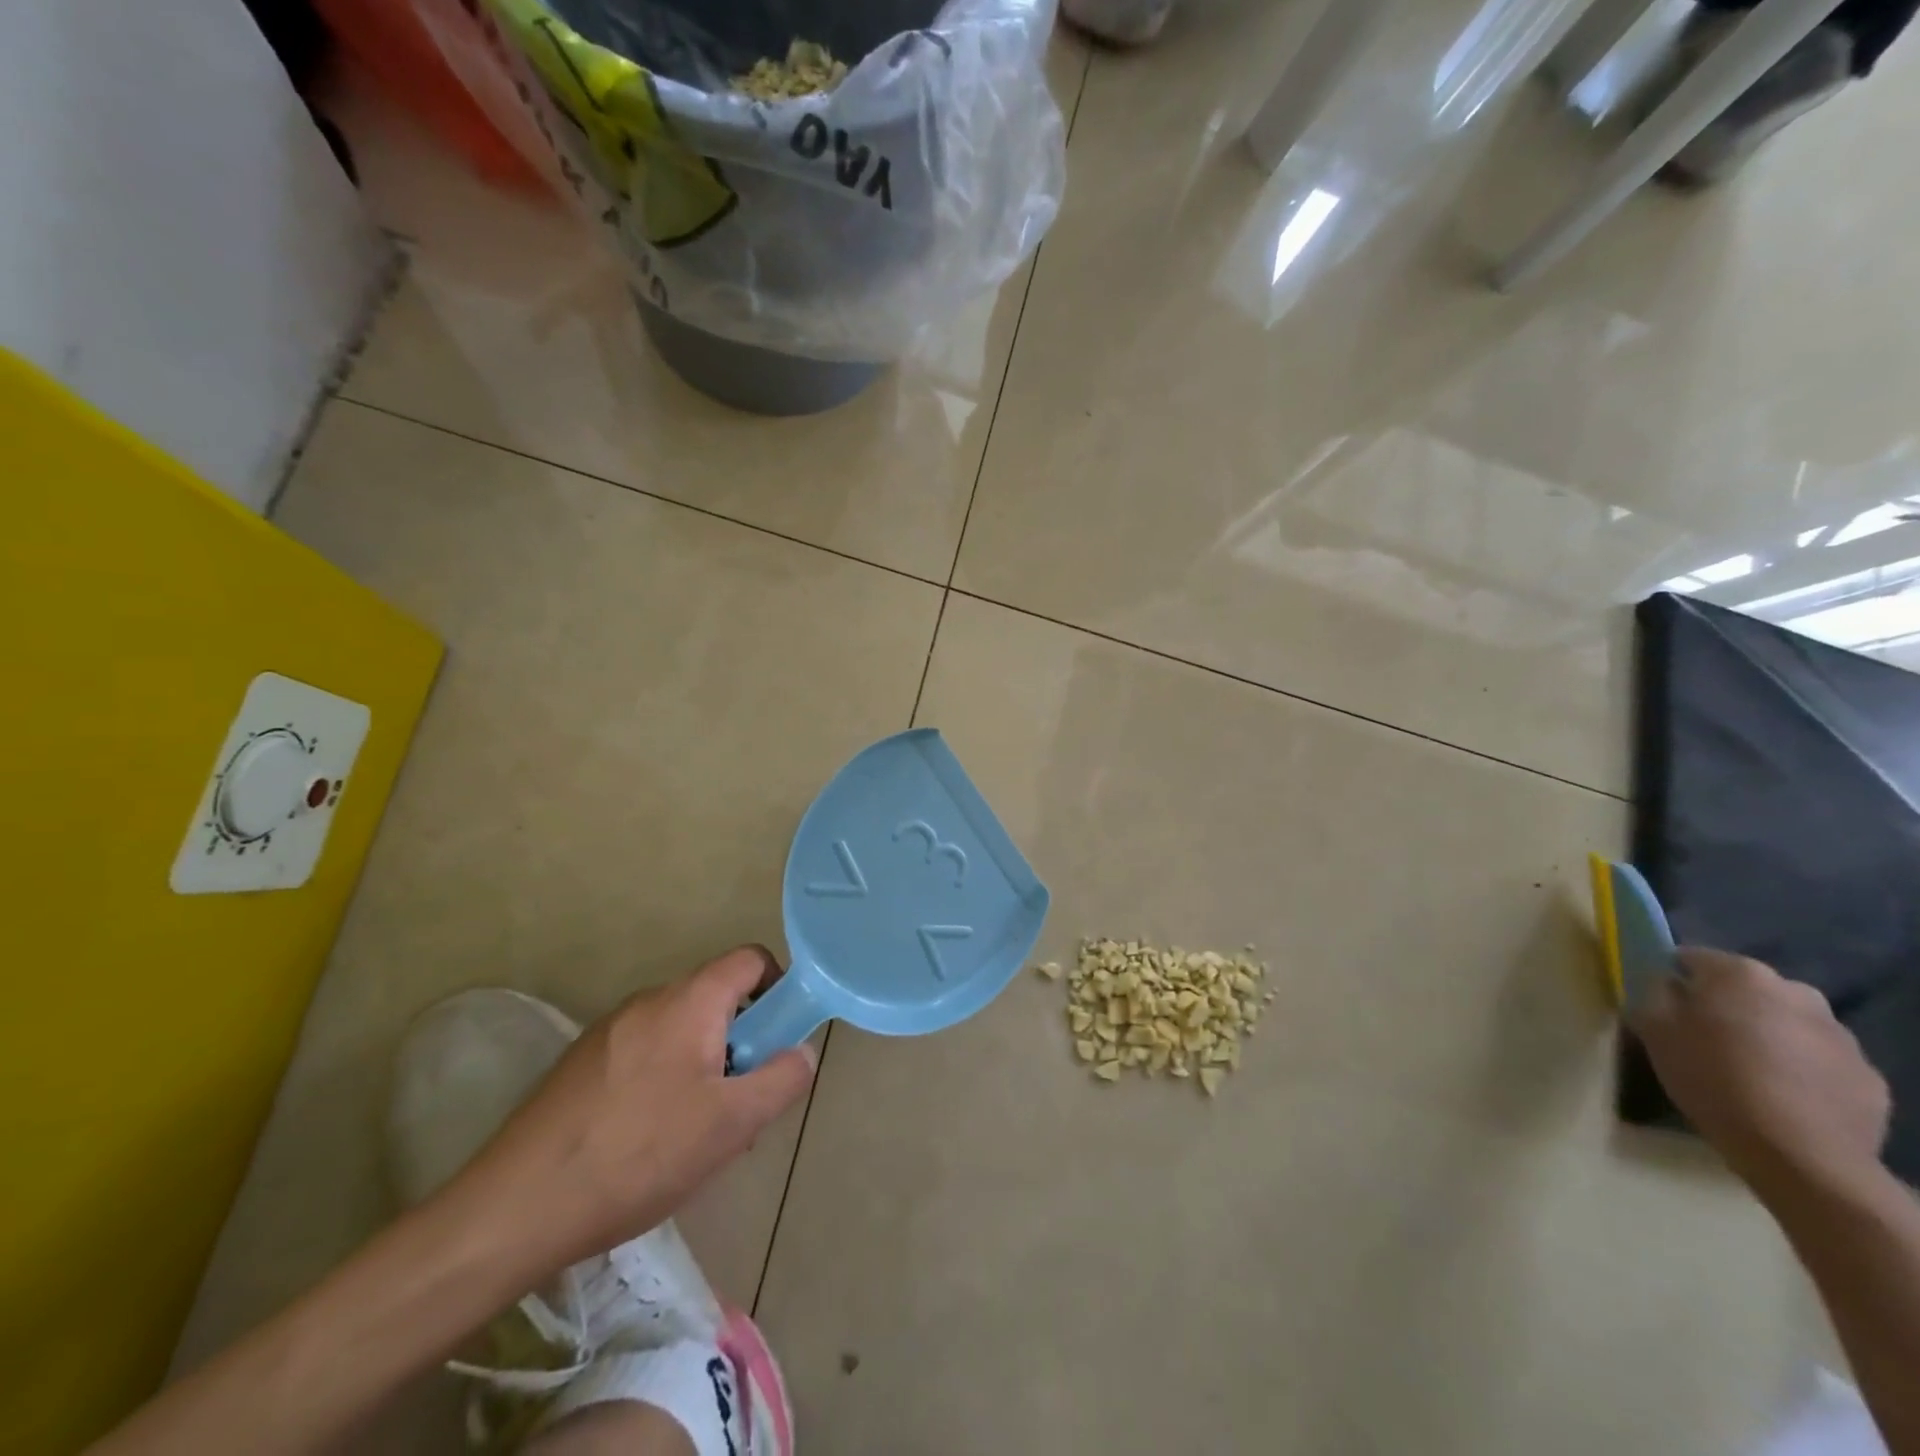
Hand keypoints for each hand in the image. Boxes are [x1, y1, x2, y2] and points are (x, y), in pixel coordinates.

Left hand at [455, 946, 815, 1278]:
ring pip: (681, 1032)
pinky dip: (665, 1081)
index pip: (750, 959)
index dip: (778, 988)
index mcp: (689, 1001)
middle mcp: (649, 1001)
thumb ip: (782, 1079)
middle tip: (740, 1105)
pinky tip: (648, 1142)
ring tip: (694, 1136)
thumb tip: (802, 1052)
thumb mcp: (732, 1124)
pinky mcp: (581, 1064)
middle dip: (741, 1044)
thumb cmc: (640, 1154)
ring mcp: (609, 1031)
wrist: (515, 1208)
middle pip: (717, 1000)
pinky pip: (645, 1054)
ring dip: (704, 1067)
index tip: (780, 1040)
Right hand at [1630, 947, 1889, 1206]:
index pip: (1692, 958)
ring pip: (1789, 1024)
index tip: (1663, 1005)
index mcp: (1741, 974)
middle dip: (1728, 1006)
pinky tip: (1783, 1097)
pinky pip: (1821, 1061)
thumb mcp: (1653, 1028)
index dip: (1673, 978)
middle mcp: (1797, 992)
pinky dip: (1801, 1069)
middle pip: (1748, 990)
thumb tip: (1668, 985)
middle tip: (1705, 1039)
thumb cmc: (1711, 1077)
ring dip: (1768, 1036)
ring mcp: (1842, 1036)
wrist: (1800, 1154)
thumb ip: (1655, 993)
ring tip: (1748, 1072)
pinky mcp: (1869, 1077)